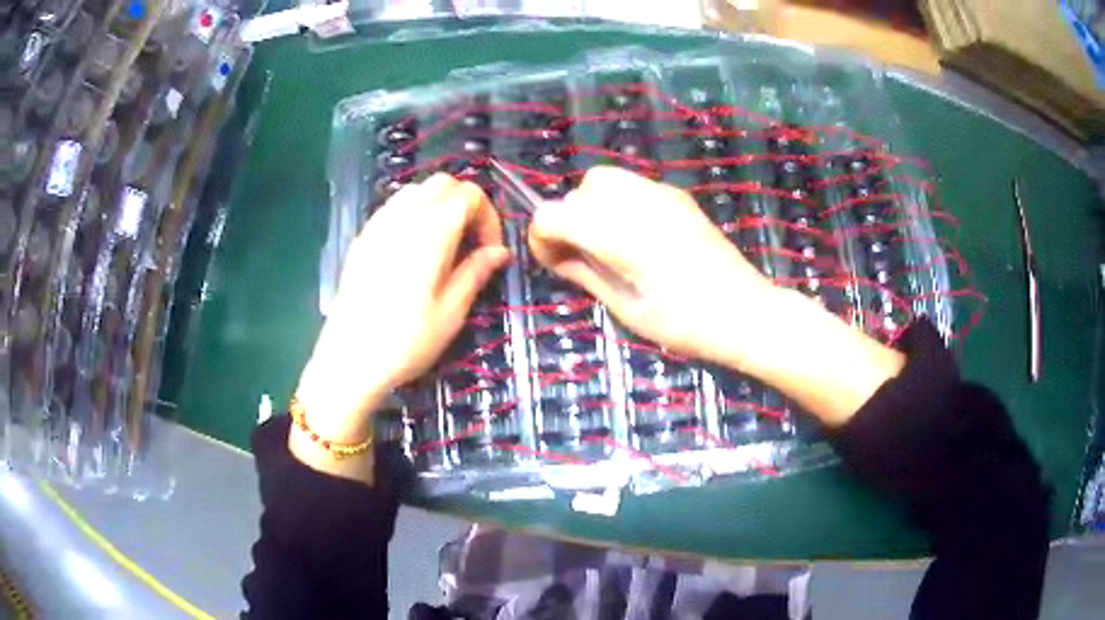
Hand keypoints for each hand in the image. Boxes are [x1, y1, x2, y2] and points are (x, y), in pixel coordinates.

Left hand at [294, 174, 509, 480]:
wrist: (349, 361)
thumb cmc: (406, 341)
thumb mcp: (451, 312)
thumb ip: (476, 272)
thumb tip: (499, 251)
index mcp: (431, 232)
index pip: (469, 196)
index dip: (489, 217)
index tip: (491, 250)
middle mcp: (403, 218)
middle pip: (443, 183)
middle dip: (466, 204)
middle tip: (471, 241)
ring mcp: (377, 225)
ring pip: (416, 190)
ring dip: (439, 205)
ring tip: (445, 243)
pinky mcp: (362, 239)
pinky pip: (393, 208)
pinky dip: (414, 214)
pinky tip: (414, 250)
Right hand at [528, 166, 775, 366]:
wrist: (746, 312)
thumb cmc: (685, 324)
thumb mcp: (627, 308)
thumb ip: (586, 273)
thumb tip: (558, 255)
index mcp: (619, 236)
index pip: (552, 213)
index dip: (542, 237)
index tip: (555, 263)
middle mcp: (637, 203)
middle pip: (580, 190)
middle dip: (571, 218)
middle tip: (584, 254)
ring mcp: (662, 193)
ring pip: (606, 180)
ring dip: (594, 207)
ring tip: (610, 243)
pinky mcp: (678, 196)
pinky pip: (633, 186)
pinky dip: (620, 204)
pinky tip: (638, 237)